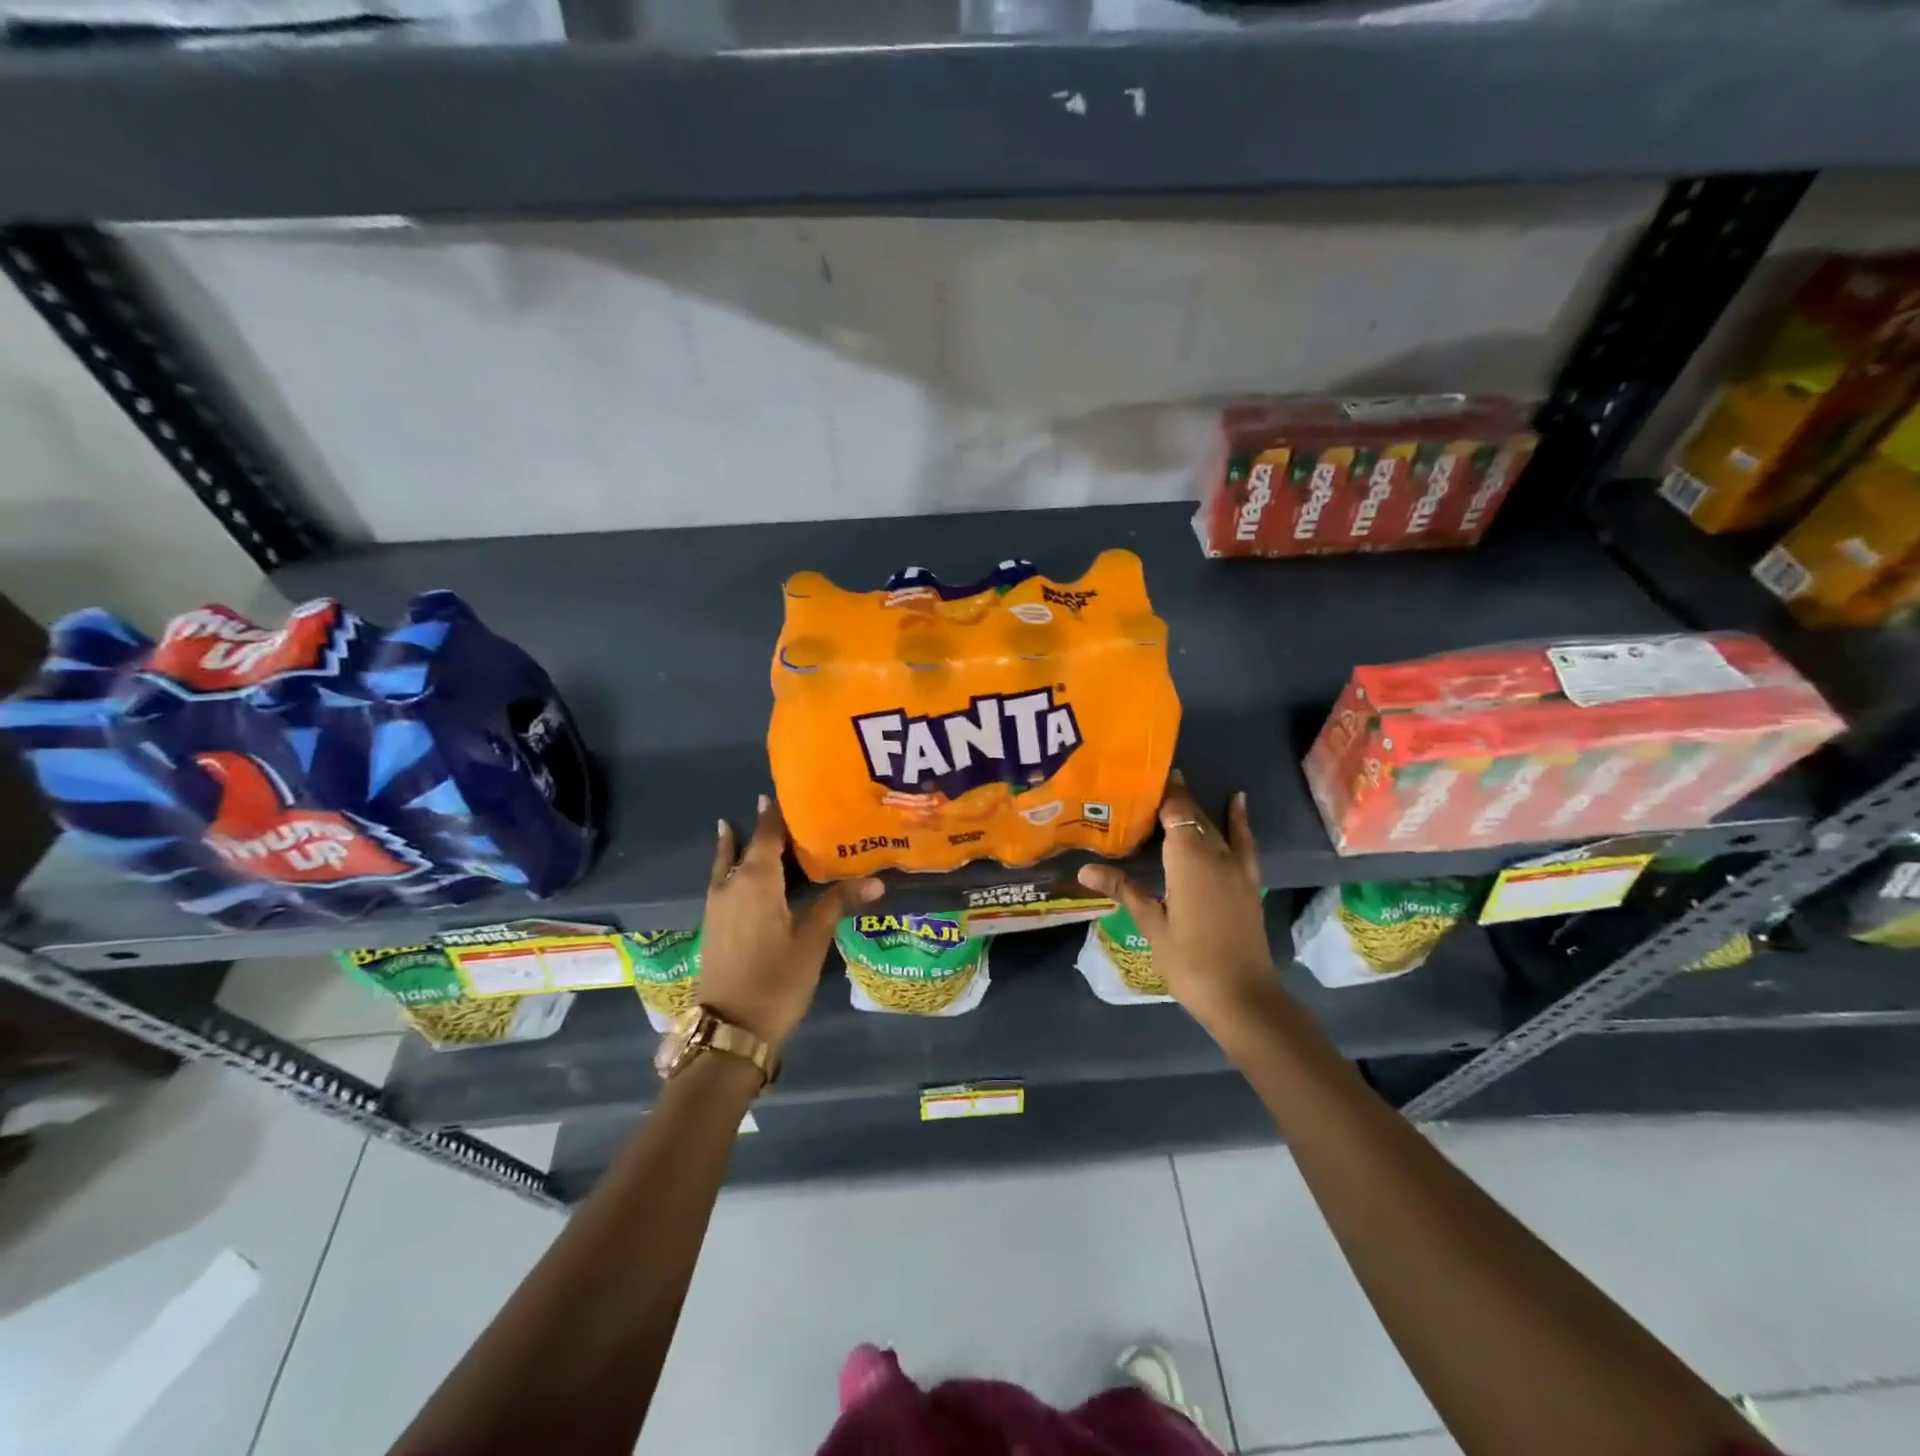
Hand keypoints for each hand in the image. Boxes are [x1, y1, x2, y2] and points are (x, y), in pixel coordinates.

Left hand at [699, 795, 881, 1046]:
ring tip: (759, 826)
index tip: (789, 790)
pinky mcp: (715, 923)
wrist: (730, 1029)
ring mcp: (718, 904)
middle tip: (789, 808)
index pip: (767, 833)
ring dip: (745, 845)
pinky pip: (725, 880)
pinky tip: (747, 871)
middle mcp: (731, 883)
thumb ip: (838, 903)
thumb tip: (877, 882)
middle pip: (748, 845)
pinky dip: (735, 865)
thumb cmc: (776, 980)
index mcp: (756, 879)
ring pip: (732, 862)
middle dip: (765, 826)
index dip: (777, 812)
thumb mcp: (812, 940)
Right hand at [1077, 773, 1275, 1036]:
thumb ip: (1124, 890)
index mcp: (1188, 860)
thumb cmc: (1190, 962)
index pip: (1174, 812)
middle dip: (1173, 797)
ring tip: (1177, 785)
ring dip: (1196, 807)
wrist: (1243, 997)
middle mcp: (1215, 854)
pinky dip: (1239, 820)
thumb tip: (1085, 869)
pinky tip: (1237, 800)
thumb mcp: (1151, 925)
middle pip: (1193, 815)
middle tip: (1146, 782)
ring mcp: (1236, 867)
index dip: (1160, 792)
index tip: (1139, 776)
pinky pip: (1244, 842)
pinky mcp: (1248, 881)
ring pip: (1213, 826)